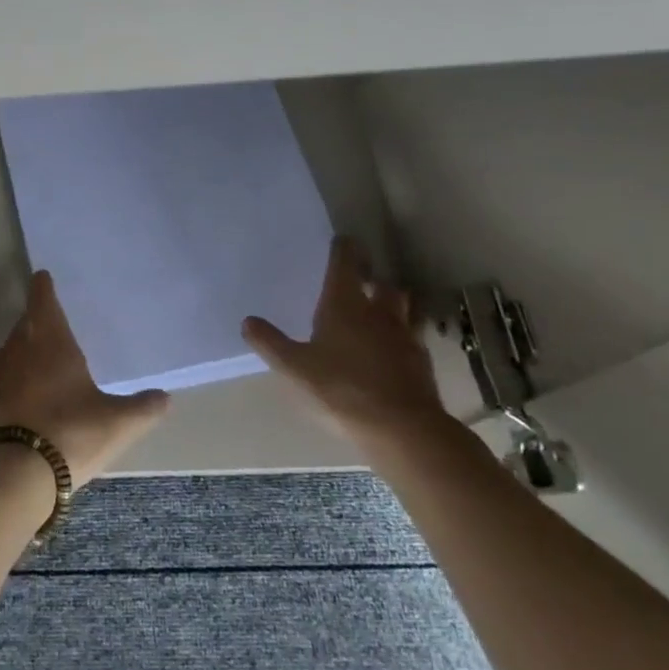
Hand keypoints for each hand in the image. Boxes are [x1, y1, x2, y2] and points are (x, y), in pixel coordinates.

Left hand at [0, 270, 170, 485]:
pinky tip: (33, 382)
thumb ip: (143, 407)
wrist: (21, 471)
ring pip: (13, 346)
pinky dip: (19, 368)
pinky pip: (9, 372)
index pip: (43, 302)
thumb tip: (164, 397)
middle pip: (26, 322)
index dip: (43, 288)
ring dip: (24, 341)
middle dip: (37, 316)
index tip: (43, 276)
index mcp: (51, 341)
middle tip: (52, 314)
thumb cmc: (73, 431)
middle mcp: (22, 350)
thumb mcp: (119, 421)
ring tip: (41, 346)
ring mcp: (5, 376)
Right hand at [240, 238, 455, 451]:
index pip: (346, 263)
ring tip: (377, 313)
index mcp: (345, 304)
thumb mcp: (294, 367)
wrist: (403, 429)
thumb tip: (248, 320)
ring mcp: (404, 337)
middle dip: (372, 278)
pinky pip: (411, 338)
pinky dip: (400, 337)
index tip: (342, 240)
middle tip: (360, 281)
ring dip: (391, 305)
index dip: (344, 248)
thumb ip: (270, 343)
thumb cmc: (341, 389)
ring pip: (402, 308)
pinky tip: (389, 352)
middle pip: (382, 284)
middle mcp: (378, 312)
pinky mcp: (421, 363)